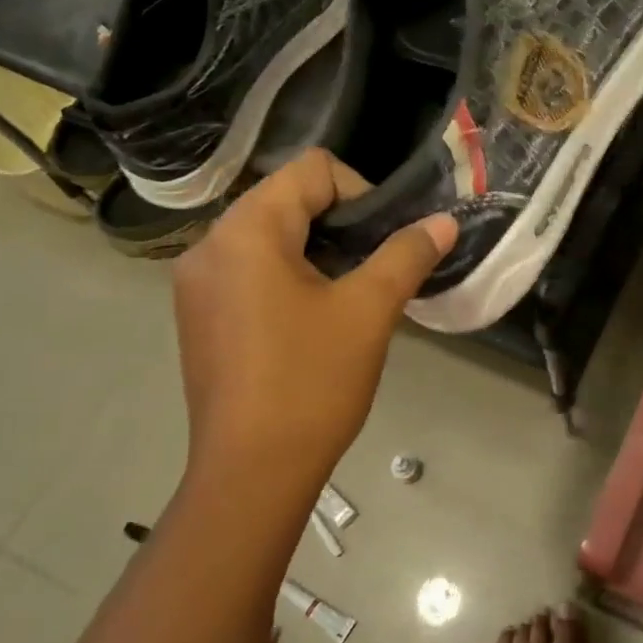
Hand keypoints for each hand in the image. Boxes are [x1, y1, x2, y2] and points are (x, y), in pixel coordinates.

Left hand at [171, 150, 456, 497]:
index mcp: (247, 230)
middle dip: (340, 223)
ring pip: (268, 237)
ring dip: (316, 251)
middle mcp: (210, 245)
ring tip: (351, 294)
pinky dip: (287, 276)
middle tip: (375, 267)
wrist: (252, 472)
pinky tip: (313, 319)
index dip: (361, 192)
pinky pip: (249, 271)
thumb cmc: (312, 382)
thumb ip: (406, 255)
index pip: (311, 171)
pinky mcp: (199, 316)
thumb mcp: (369, 311)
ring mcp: (197, 284)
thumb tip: (444, 221)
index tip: (387, 240)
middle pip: (286, 200)